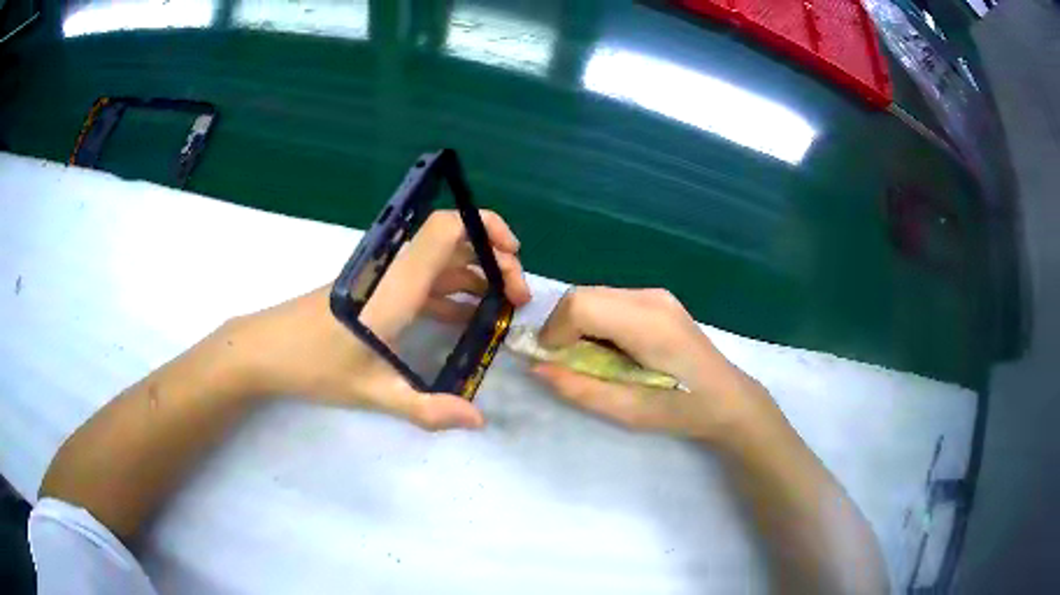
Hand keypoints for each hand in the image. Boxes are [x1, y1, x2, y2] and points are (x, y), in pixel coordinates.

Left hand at [219, 210, 530, 429]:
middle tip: (515, 298)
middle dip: (491, 260)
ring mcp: (382, 281)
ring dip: (473, 277)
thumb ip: (427, 409)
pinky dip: (449, 293)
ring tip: (499, 309)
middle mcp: (392, 273)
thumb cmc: (314, 365)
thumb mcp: (372, 392)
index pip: (445, 230)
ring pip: (438, 263)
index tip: (513, 253)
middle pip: (451, 243)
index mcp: (396, 286)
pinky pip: (421, 283)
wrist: (264, 350)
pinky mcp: (373, 293)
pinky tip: (464, 319)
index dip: (484, 226)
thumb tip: (478, 421)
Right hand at [532, 286, 777, 444]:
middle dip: (562, 327)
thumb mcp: (627, 410)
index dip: (555, 331)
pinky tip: (611, 349)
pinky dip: (595, 321)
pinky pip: (610, 301)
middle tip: (565, 362)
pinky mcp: (658, 300)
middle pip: (583, 295)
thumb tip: (536, 368)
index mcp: (647, 323)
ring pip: (594, 295)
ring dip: (577, 324)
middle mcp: (649, 297)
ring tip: (588, 359)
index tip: (552, 362)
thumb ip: (579, 388)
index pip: (581, 305)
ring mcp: (656, 294)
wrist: (728, 398)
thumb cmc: (682, 410)